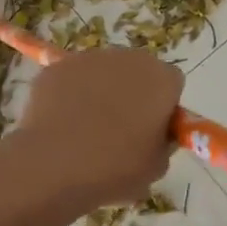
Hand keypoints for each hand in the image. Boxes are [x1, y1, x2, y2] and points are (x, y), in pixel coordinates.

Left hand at [5, 48, 182, 209]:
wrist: (54, 165)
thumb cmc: (115, 167)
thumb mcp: (156, 167)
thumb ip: (163, 143)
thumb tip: (155, 135)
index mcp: (161, 79)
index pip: (172, 85)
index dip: (164, 107)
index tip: (153, 131)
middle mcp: (128, 58)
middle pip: (137, 72)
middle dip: (132, 94)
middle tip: (120, 131)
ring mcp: (89, 59)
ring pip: (102, 73)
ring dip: (100, 92)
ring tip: (85, 130)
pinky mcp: (56, 67)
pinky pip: (71, 80)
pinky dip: (69, 96)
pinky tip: (61, 125)